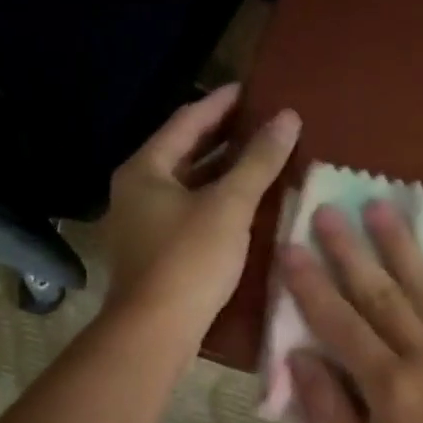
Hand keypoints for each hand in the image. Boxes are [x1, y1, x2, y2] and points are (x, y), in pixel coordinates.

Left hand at [102, 84, 300, 331]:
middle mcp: (135, 191)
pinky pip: (187, 212)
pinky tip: (243, 205)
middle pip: (182, 152)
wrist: (155, 332)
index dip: (220, 103)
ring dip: (220, 172)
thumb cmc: (189, 260)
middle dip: (222, 137)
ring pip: (186, 185)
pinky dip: (214, 201)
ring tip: (259, 160)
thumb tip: (287, 117)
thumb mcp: (230, 206)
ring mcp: (140, 224)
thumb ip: (258, 161)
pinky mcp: (153, 252)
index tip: (250, 90)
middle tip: (260, 123)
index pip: (186, 121)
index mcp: (144, 169)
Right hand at [280, 201, 422, 422]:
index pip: (339, 324)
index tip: (291, 248)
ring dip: (400, 244)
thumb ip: (331, 412)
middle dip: (349, 250)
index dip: (311, 285)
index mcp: (389, 388)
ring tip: (379, 206)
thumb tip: (297, 359)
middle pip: (380, 293)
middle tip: (328, 210)